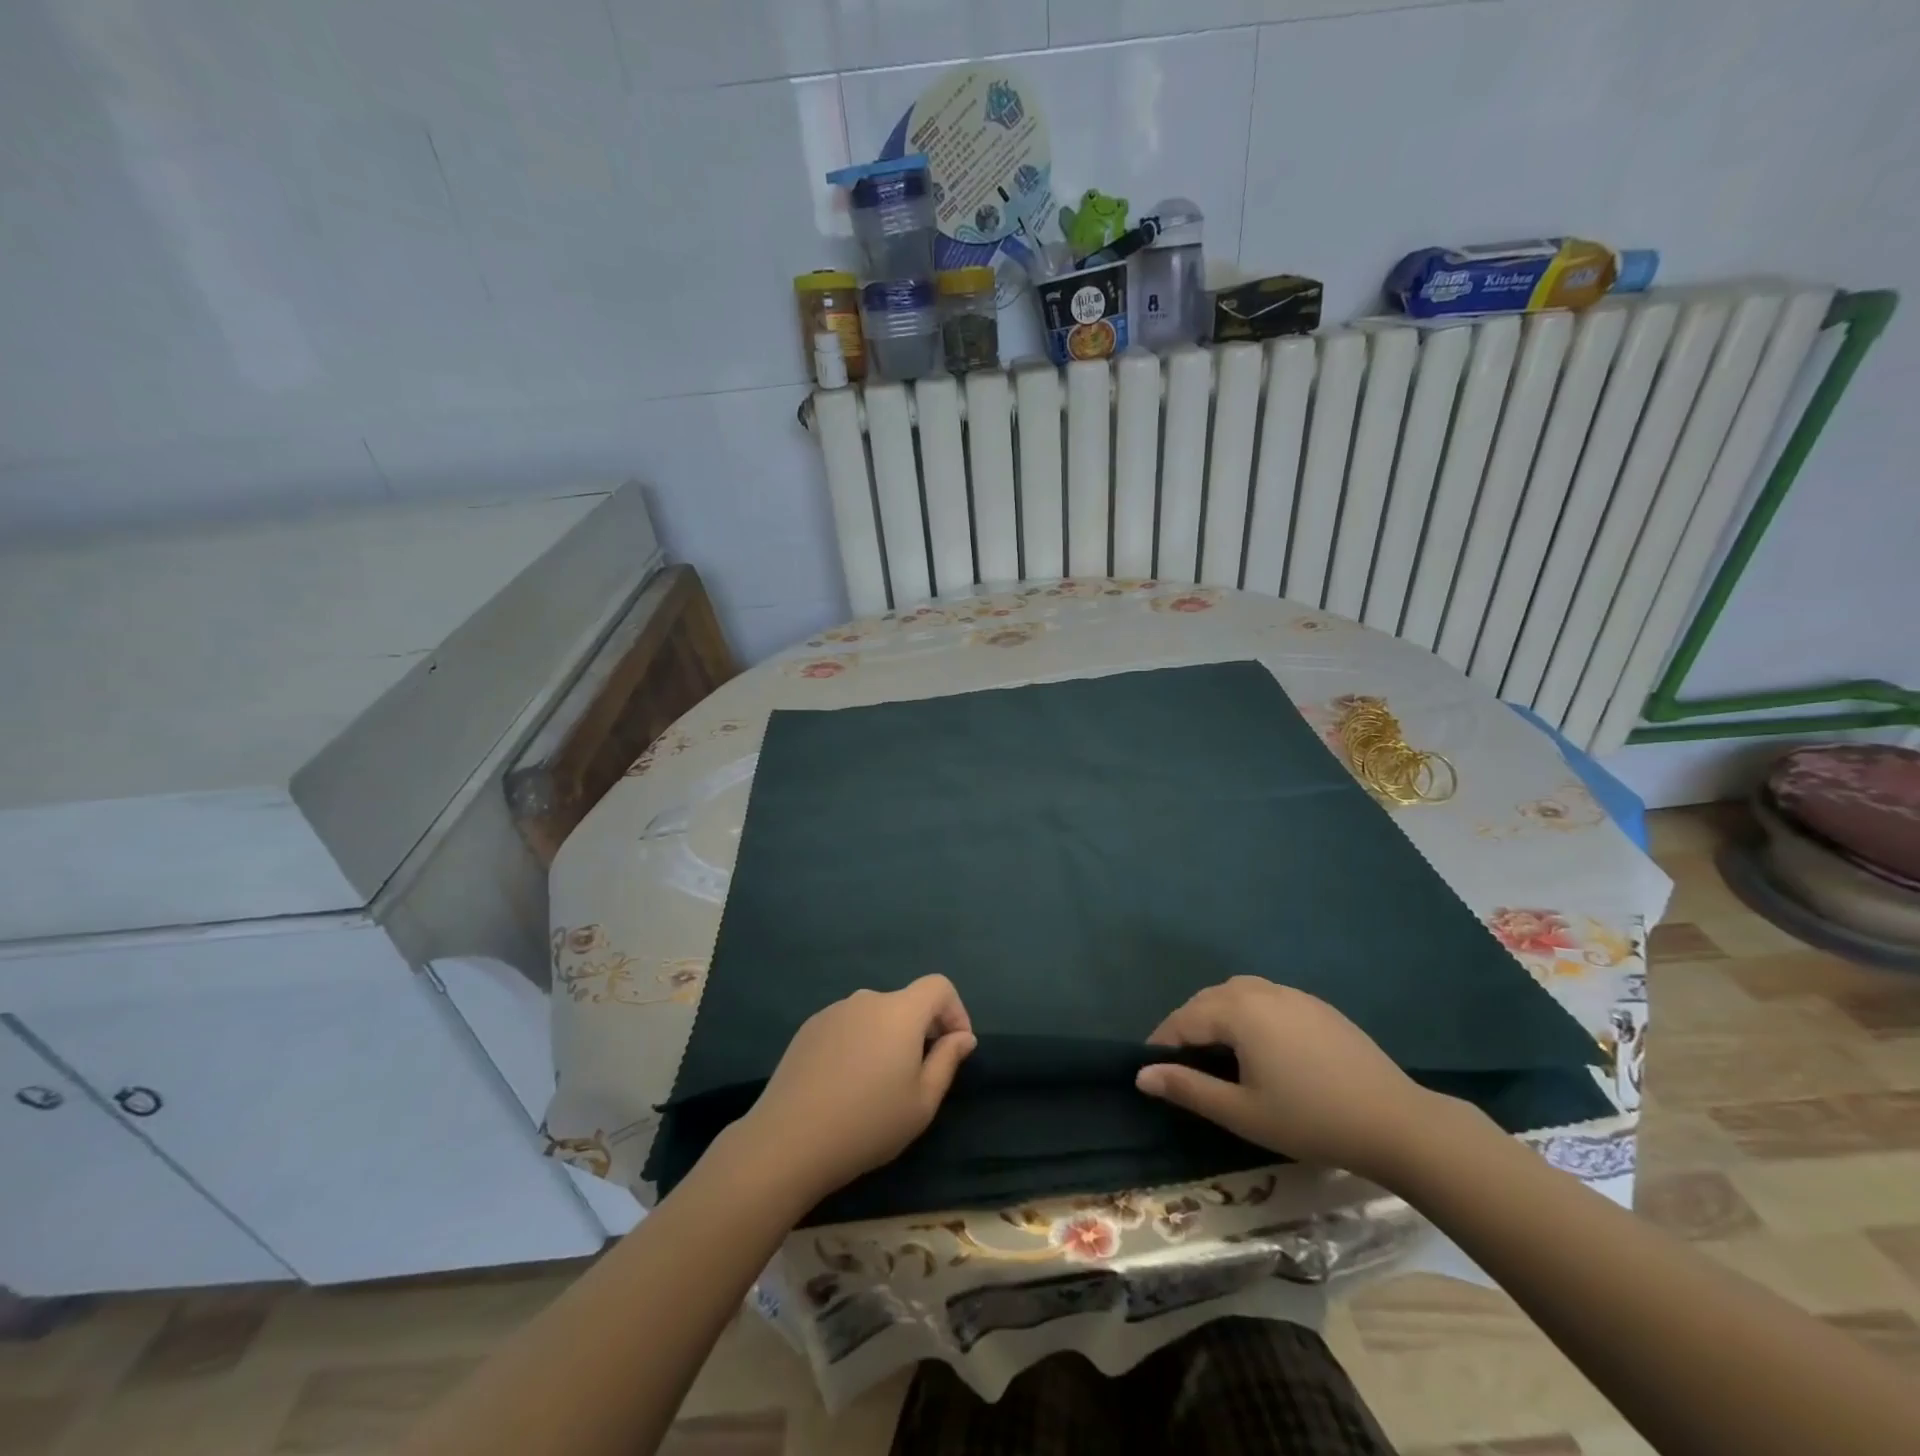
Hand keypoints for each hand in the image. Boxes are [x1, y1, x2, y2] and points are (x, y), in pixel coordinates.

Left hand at [729, 976, 975, 1206]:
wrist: (789, 1140)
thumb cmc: (868, 1123)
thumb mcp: (922, 1102)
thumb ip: (947, 1061)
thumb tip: (963, 1037)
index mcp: (900, 1011)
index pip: (938, 986)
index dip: (955, 1011)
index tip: (954, 1048)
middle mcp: (867, 1000)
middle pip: (906, 1003)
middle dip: (921, 1030)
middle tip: (917, 1077)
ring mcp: (834, 1011)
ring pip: (875, 1016)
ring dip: (887, 1038)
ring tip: (877, 1085)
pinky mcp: (808, 1028)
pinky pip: (847, 1026)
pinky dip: (858, 1044)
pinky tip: (845, 1084)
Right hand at [1135, 976, 1433, 1182]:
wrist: (1396, 1123)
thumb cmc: (1310, 1120)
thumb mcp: (1242, 1112)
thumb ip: (1188, 1089)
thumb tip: (1142, 1075)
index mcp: (1238, 1010)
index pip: (1183, 1019)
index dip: (1162, 1043)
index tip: (1152, 1071)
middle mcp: (1260, 990)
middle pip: (1208, 1000)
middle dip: (1187, 1026)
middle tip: (1182, 1065)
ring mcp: (1292, 994)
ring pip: (1237, 993)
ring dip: (1217, 1016)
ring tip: (1216, 1052)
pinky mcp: (1316, 1005)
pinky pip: (1266, 998)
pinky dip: (1248, 1013)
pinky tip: (1260, 1046)